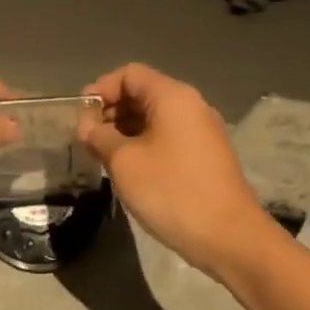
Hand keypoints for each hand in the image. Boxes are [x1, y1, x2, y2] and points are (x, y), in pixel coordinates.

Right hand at [78, 63, 274, 275]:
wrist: (227, 236)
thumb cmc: (171, 191)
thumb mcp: (123, 161)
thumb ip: (99, 136)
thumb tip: (88, 126)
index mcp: (173, 97)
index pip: (129, 74)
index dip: (101, 90)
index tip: (81, 118)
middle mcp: (191, 106)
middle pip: (143, 93)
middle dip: (111, 111)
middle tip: (87, 140)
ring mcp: (201, 132)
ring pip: (154, 118)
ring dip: (124, 131)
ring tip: (102, 156)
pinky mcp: (205, 156)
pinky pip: (167, 137)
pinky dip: (143, 145)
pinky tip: (128, 169)